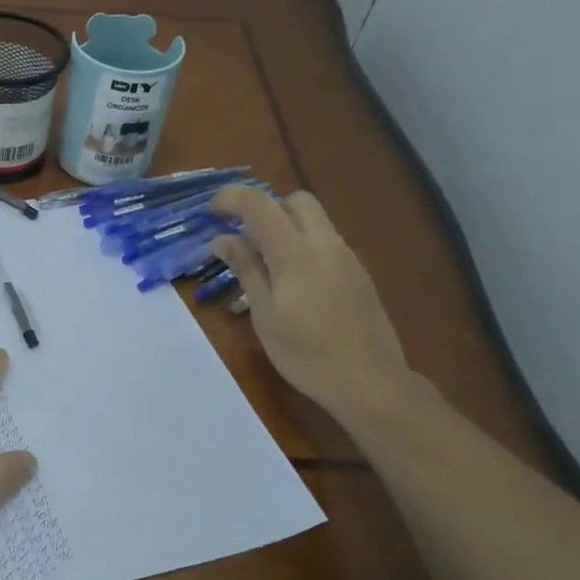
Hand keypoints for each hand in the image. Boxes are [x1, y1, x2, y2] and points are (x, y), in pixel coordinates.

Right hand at [210, 186, 412, 419]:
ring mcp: (347, 257)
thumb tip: (222, 239)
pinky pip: (326, 241)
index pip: (259, 203)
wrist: (369, 380)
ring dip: (285, 226)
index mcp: (295, 253)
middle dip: (265, 207)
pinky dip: (303, 244)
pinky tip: (291, 281)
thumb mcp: (265, 315)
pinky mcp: (358, 273)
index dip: (231, 199)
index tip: (209, 213)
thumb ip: (246, 270)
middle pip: (295, 200)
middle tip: (241, 237)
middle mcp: (325, 243)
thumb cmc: (305, 354)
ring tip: (263, 263)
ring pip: (315, 219)